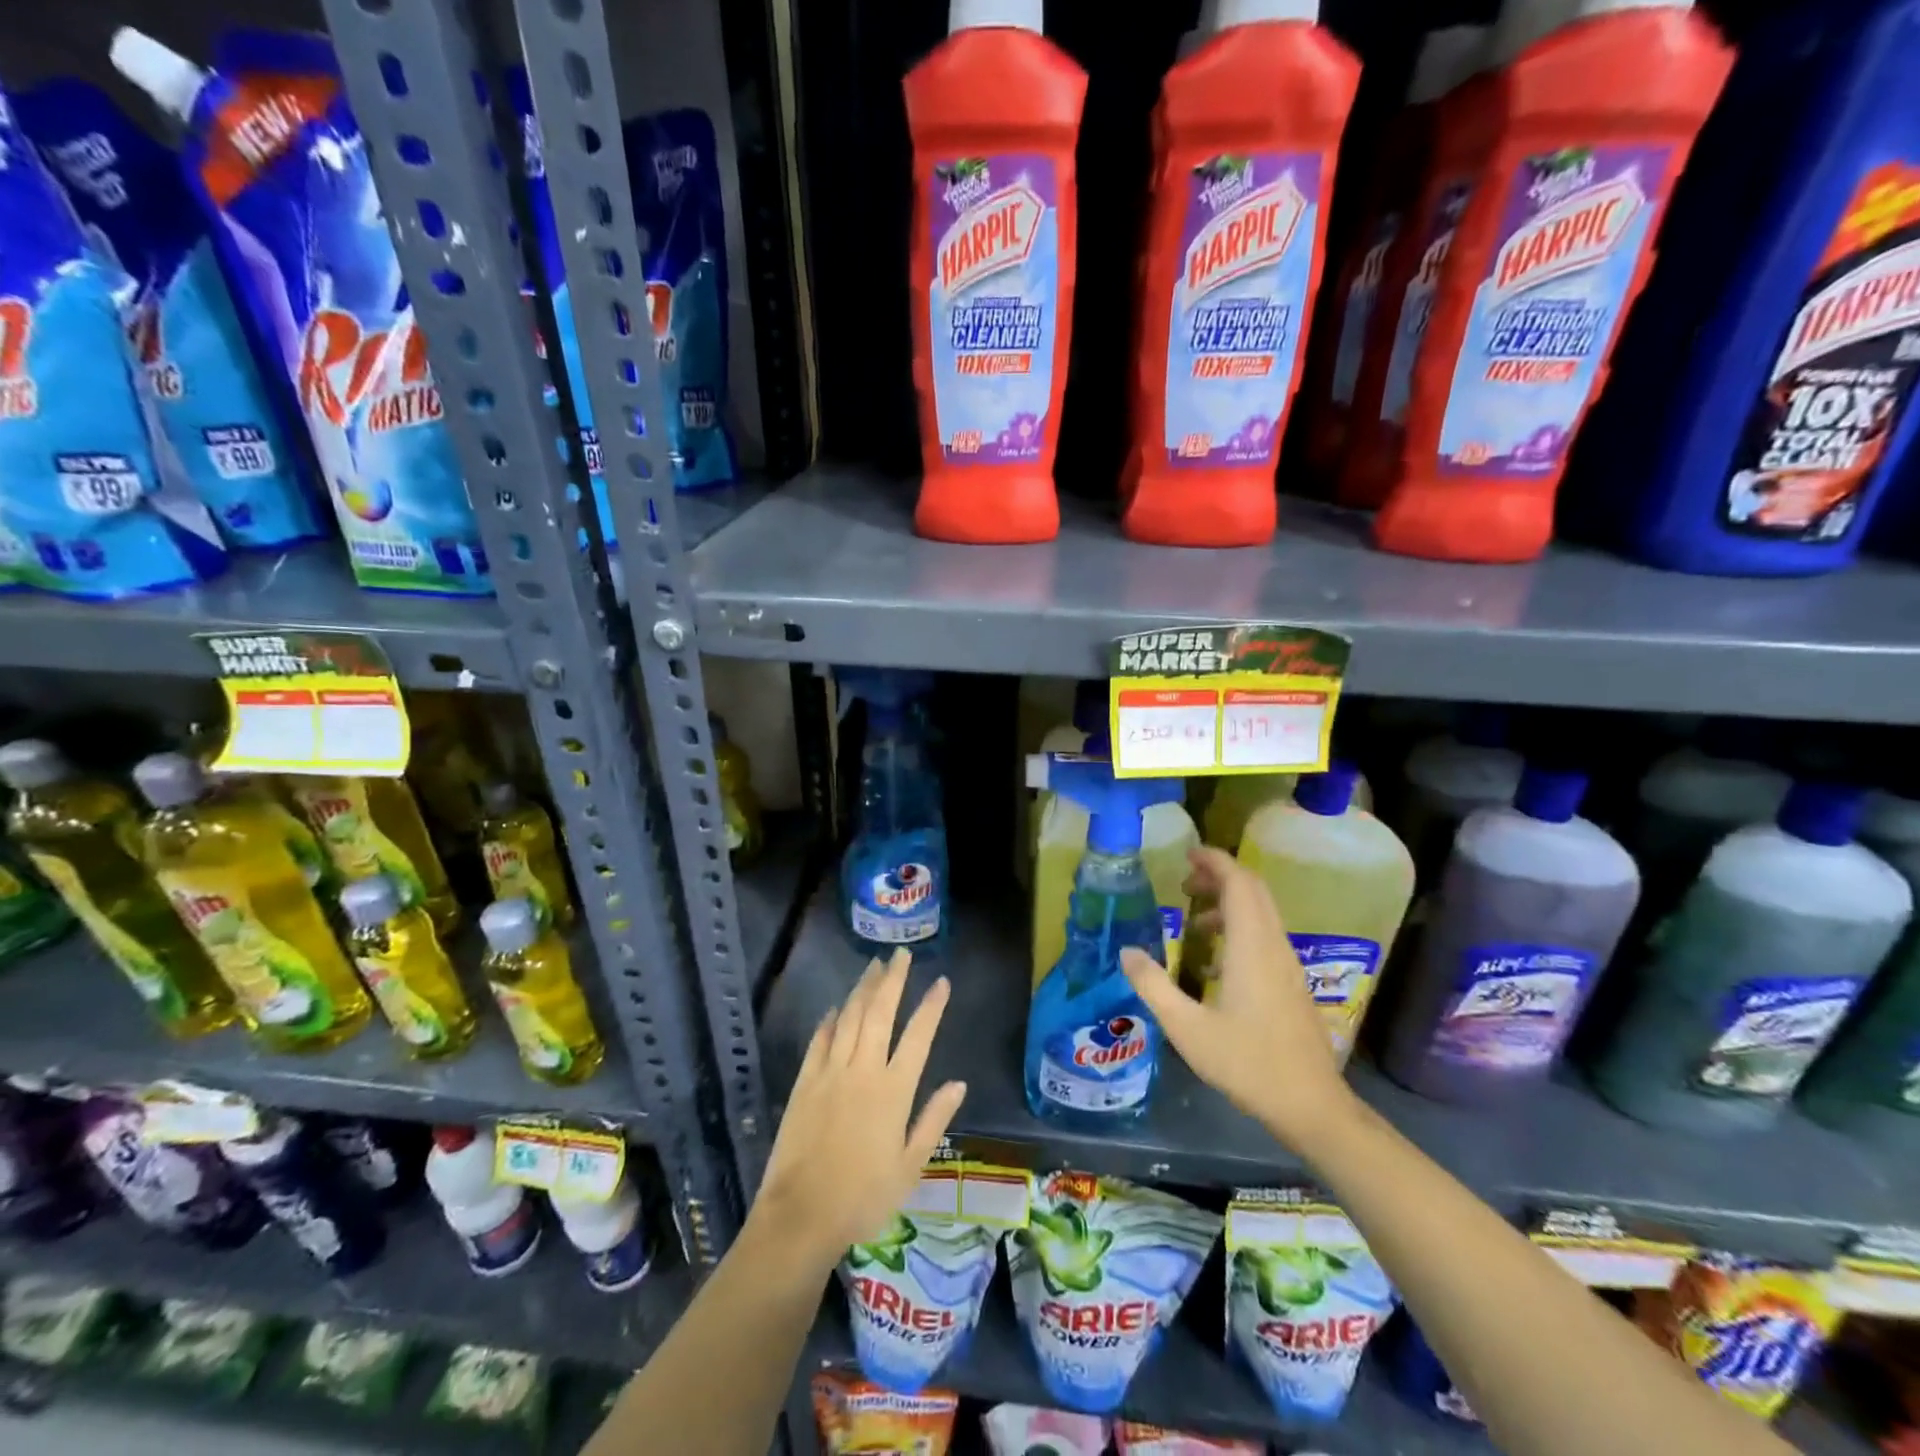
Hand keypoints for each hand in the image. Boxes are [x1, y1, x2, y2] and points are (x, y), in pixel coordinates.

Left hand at [748, 949, 966, 1272]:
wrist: (801, 1216)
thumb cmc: (864, 1197)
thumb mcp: (910, 1166)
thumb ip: (934, 1120)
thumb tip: (959, 1083)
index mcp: (894, 1090)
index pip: (918, 1036)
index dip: (932, 1006)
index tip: (942, 981)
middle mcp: (863, 1070)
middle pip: (880, 1013)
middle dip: (892, 980)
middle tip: (900, 954)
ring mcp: (830, 1072)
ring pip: (849, 1018)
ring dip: (862, 989)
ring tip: (874, 967)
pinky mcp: (805, 1082)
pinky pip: (819, 1040)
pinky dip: (829, 1020)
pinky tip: (835, 1008)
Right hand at [1121, 847, 1356, 1150]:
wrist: (1311, 1106)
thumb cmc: (1247, 1064)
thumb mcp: (1187, 1028)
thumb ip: (1153, 986)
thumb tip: (1127, 951)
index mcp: (1251, 947)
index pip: (1238, 883)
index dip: (1214, 861)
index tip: (1187, 854)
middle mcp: (1273, 946)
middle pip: (1253, 891)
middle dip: (1220, 877)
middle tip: (1184, 881)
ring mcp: (1287, 965)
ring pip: (1262, 914)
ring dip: (1229, 904)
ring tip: (1194, 919)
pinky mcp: (1292, 984)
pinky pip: (1266, 937)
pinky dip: (1240, 929)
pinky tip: (1214, 963)